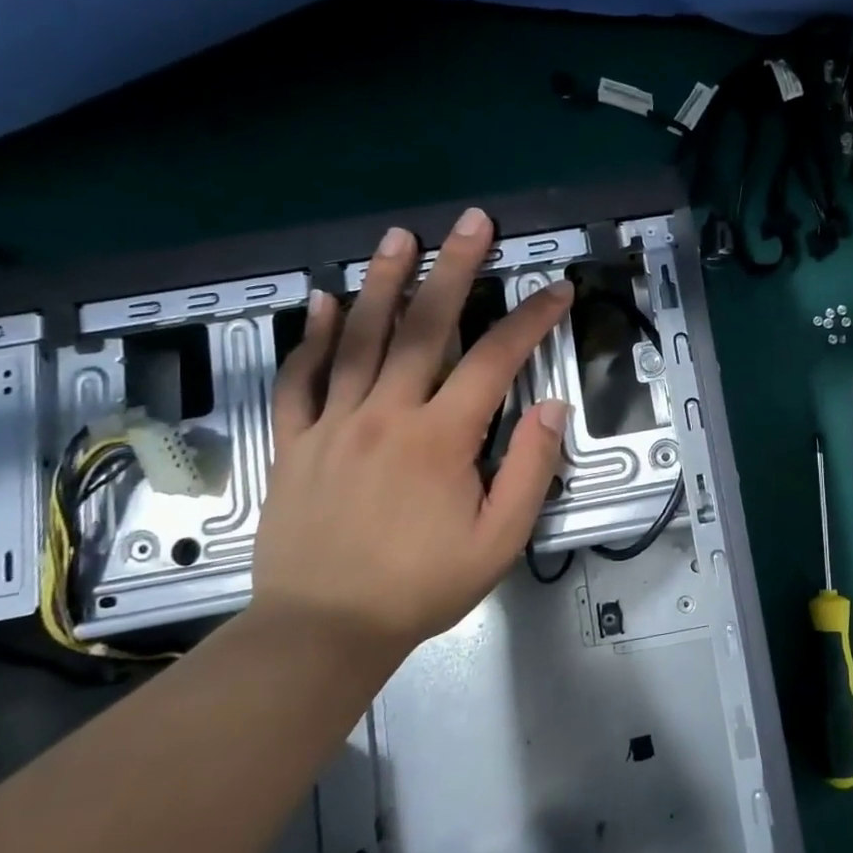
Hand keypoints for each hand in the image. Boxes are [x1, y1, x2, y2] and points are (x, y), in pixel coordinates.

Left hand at [252, 210, 572, 653]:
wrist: (323, 630)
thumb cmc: (421, 586)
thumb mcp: (499, 541)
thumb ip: (529, 470)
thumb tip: (552, 408)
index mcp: (440, 439)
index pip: (496, 360)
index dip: (532, 319)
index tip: (557, 289)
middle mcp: (386, 415)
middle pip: (424, 328)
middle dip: (454, 269)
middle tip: (472, 222)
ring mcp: (334, 424)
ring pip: (360, 339)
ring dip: (383, 282)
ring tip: (399, 237)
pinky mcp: (295, 442)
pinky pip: (301, 380)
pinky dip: (313, 337)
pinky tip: (323, 301)